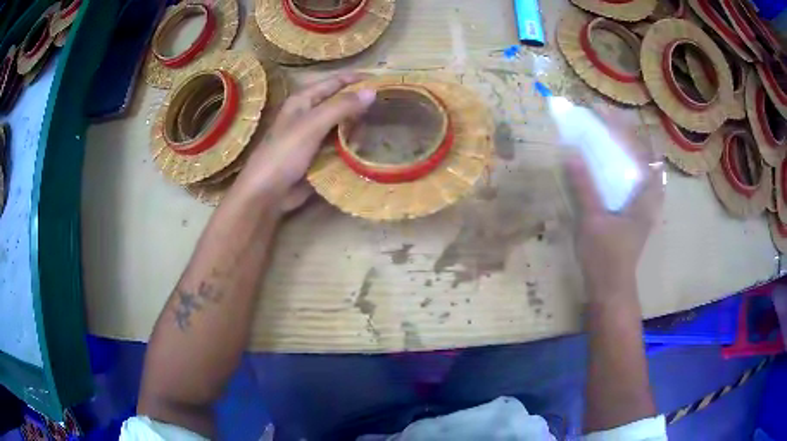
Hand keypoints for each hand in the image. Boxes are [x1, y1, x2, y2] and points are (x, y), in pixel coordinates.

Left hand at [234, 72, 375, 212]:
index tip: (383, 80)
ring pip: (341, 126)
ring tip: (374, 132)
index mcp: (303, 100)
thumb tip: (372, 90)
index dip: (356, 79)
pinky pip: (339, 145)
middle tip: (385, 110)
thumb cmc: (285, 153)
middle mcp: (309, 115)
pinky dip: (350, 146)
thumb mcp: (313, 125)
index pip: (334, 82)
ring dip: (356, 128)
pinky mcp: (317, 156)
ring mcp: (313, 137)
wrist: (267, 193)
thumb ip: (342, 106)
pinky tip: (362, 149)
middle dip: (359, 106)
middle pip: (340, 104)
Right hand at [565, 107, 663, 299]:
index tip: (604, 113)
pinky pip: (631, 180)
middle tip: (602, 119)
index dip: (624, 129)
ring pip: (638, 168)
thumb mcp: (592, 220)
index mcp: (645, 196)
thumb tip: (571, 151)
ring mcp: (642, 205)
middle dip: (625, 134)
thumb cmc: (605, 256)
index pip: (639, 151)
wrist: (611, 288)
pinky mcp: (634, 213)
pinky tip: (608, 164)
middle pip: (642, 155)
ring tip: (606, 134)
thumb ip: (584, 186)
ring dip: (624, 148)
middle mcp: (648, 196)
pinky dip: (621, 165)